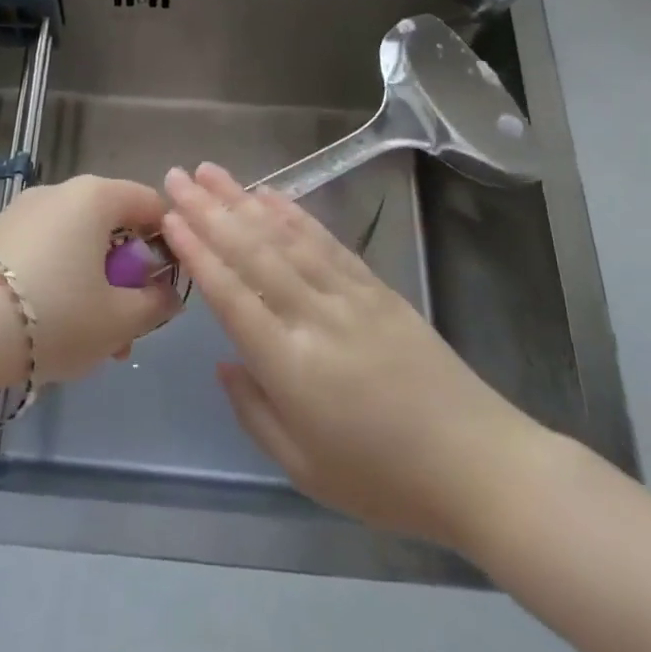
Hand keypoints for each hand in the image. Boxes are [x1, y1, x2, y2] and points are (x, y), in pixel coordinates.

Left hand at [0, 175, 179, 386]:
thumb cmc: (53, 316)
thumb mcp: (119, 320)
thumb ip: (155, 304)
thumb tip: (165, 292)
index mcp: (95, 197)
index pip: (150, 204)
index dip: (168, 242)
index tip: (166, 285)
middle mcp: (58, 192)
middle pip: (110, 227)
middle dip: (126, 277)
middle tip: (128, 328)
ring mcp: (20, 212)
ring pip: (75, 245)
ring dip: (92, 287)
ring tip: (91, 344)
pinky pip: (42, 254)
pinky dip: (57, 284)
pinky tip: (48, 330)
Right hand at [162, 163, 549, 549]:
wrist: (481, 465)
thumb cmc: (383, 479)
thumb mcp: (304, 469)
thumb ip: (254, 411)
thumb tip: (224, 361)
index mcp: (291, 366)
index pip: (232, 295)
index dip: (198, 252)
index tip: (170, 217)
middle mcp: (316, 317)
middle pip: (253, 252)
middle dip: (210, 210)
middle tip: (176, 176)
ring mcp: (350, 296)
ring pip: (286, 237)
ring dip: (244, 200)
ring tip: (211, 172)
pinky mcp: (377, 288)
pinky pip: (327, 242)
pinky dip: (295, 214)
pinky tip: (271, 194)